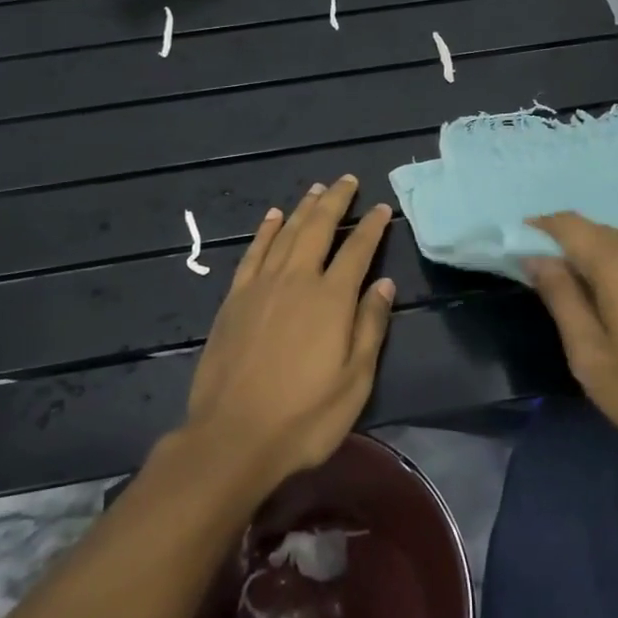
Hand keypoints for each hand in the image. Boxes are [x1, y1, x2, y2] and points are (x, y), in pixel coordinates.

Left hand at [185, 176, 396, 490]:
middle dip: (335, 200)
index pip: (358, 249)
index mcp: (331, 298)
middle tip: (347, 180)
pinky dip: (266, 230)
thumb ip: (370, 326)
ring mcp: (261, 285)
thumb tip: (385, 284)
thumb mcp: (354, 381)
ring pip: (286, 232)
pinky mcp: (235, 298)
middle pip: (319, 227)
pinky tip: (273, 217)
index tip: (382, 208)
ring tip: (316, 188)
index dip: (372, 226)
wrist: (232, 437)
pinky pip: (254, 252)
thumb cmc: (304, 417)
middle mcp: (297, 279)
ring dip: (303, 207)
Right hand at [526, 213, 617, 479]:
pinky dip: (614, 266)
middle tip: (539, 284)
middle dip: (561, 248)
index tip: (512, 250)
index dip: (535, 230)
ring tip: (573, 298)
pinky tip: (610, 301)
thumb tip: (535, 258)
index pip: (566, 224)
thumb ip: (560, 297)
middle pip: (591, 231)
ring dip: (588, 259)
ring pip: (614, 242)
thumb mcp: (590, 356)